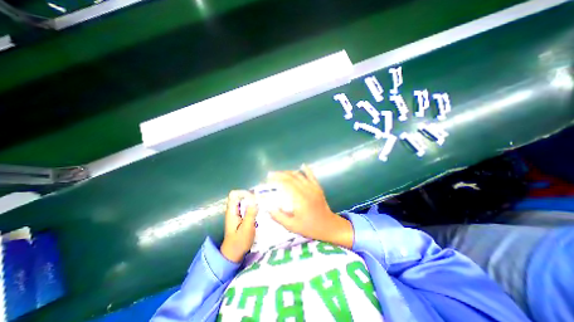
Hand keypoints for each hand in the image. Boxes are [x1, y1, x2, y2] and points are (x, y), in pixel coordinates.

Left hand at [220, 189, 257, 262]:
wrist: (234, 255)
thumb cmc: (239, 243)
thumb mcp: (246, 228)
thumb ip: (250, 214)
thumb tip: (255, 200)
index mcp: (231, 211)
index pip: (234, 194)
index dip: (244, 193)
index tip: (254, 197)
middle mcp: (233, 210)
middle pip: (241, 196)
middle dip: (251, 196)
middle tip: (262, 200)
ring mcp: (237, 214)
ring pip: (245, 202)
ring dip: (253, 202)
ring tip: (263, 205)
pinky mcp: (241, 217)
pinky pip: (247, 208)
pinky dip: (254, 207)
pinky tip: (261, 211)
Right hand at [265, 164, 354, 247]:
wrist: (329, 226)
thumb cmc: (310, 227)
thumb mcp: (292, 226)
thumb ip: (278, 217)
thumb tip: (267, 208)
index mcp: (300, 199)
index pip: (286, 184)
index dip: (276, 180)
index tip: (268, 180)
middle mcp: (306, 190)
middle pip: (291, 177)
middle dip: (280, 174)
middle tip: (270, 175)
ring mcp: (313, 187)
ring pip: (299, 175)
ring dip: (289, 172)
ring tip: (280, 173)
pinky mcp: (318, 187)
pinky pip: (312, 176)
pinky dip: (306, 170)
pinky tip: (302, 165)